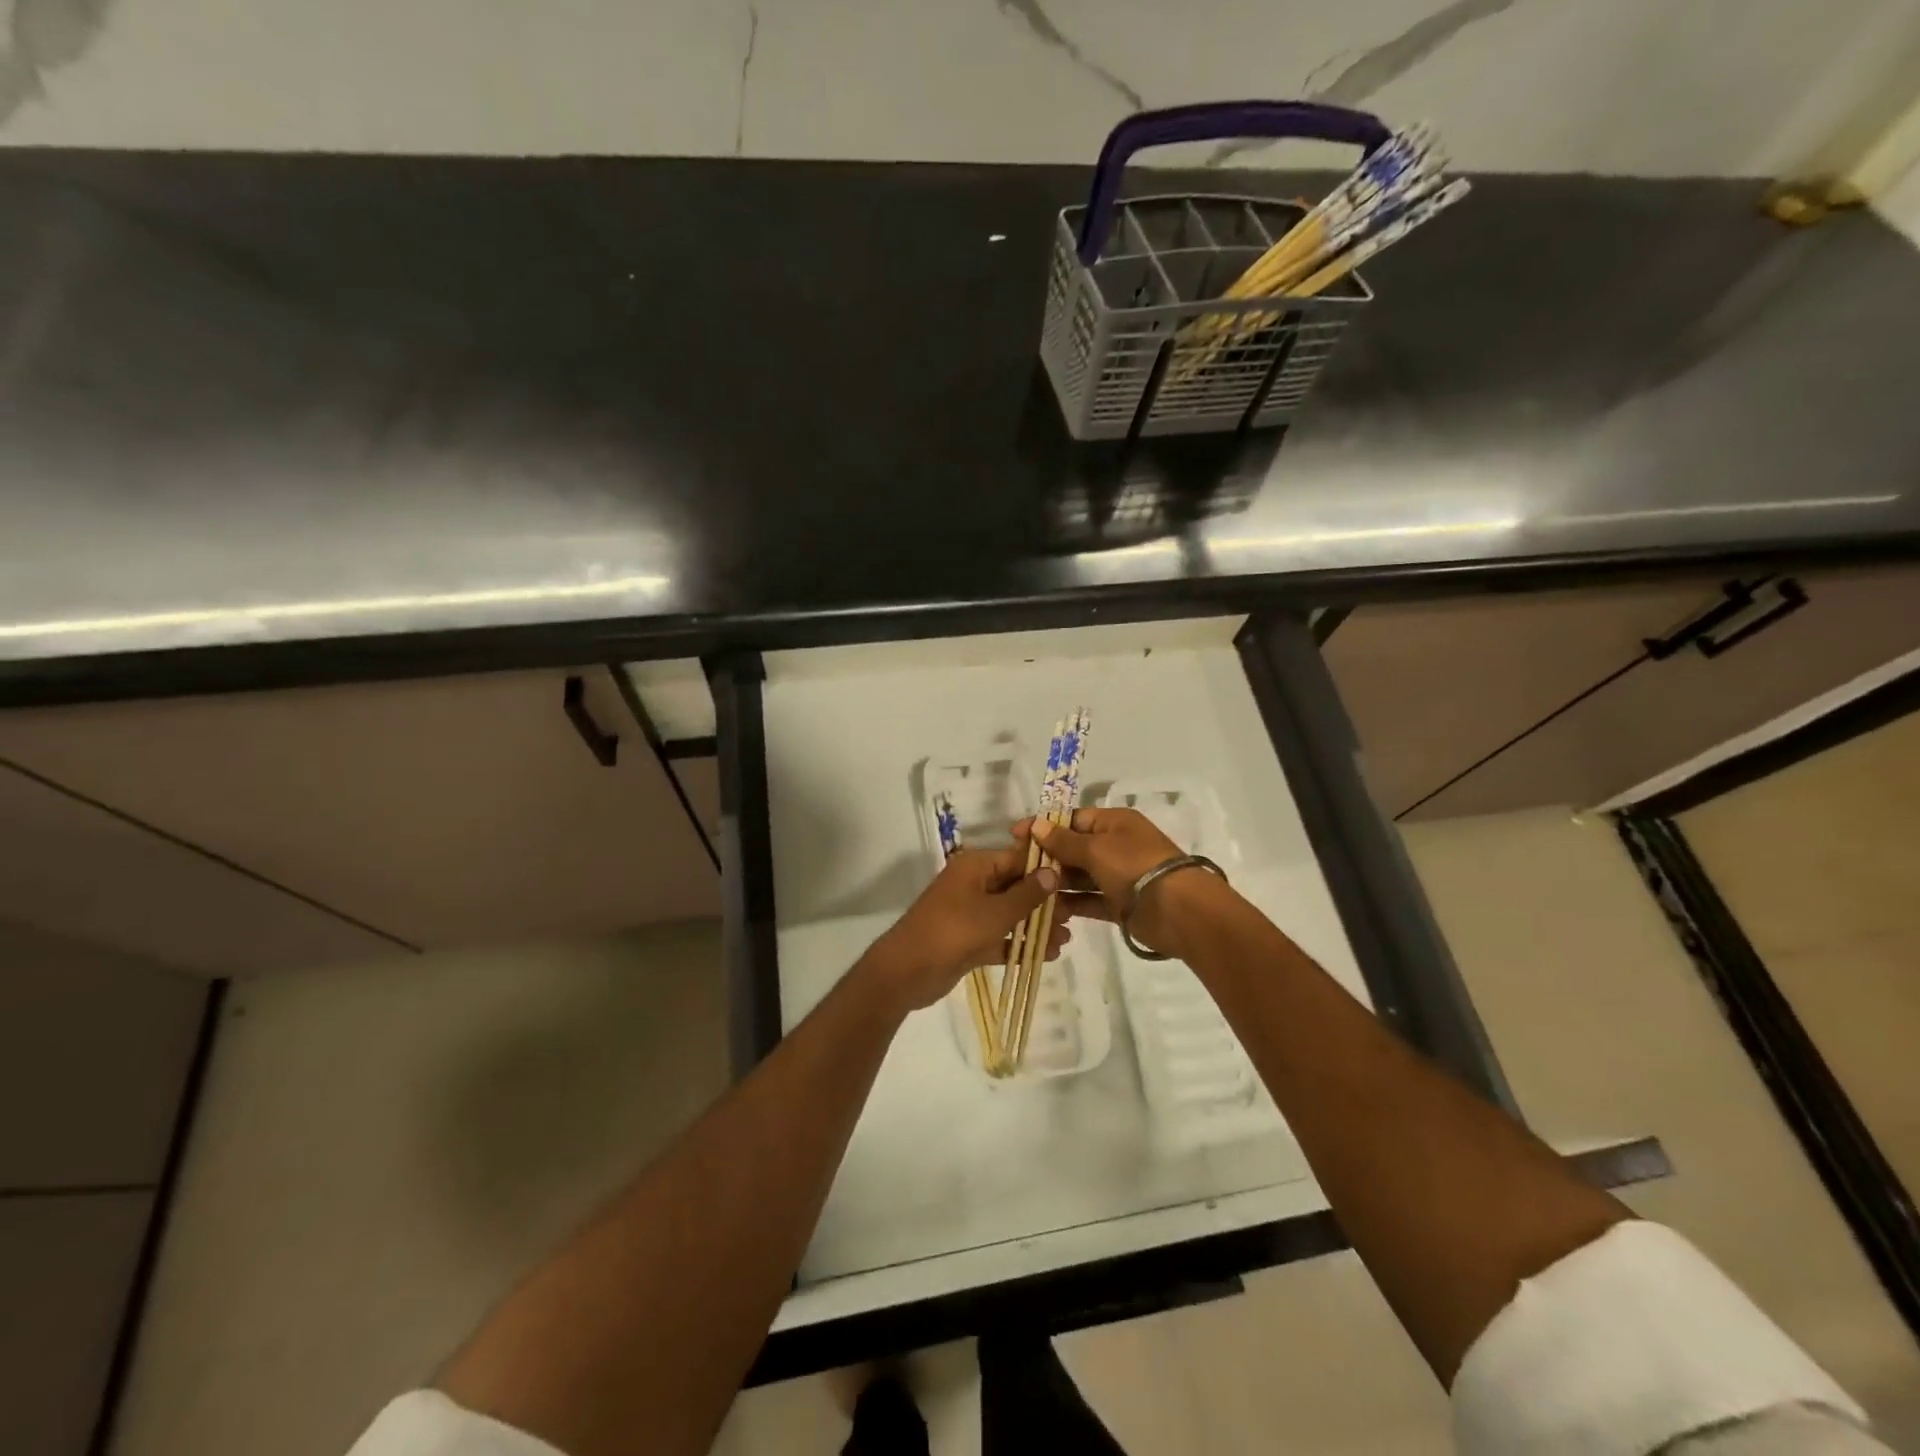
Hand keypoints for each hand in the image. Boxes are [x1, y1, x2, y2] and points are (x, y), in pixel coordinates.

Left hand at [869, 845, 1065, 1009]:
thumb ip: (1027, 894)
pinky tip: (1046, 955)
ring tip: (1065, 940)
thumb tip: (1053, 872)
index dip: (1047, 869)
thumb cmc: (953, 932)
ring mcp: (969, 912)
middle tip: (1074, 917)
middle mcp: (973, 884)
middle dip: (1044, 902)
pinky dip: (1018, 944)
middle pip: (1016, 886)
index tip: (1076, 882)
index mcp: (976, 866)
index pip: (1018, 859)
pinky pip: (999, 936)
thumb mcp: (996, 912)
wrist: (907, 972)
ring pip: (1009, 914)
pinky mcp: (967, 939)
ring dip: (1035, 925)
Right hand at [1022, 807, 1230, 960]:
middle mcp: (1115, 845)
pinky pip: (1088, 900)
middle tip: (1016, 869)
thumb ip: (1064, 840)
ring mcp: (1117, 876)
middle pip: (1073, 848)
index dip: (1044, 827)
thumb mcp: (1096, 848)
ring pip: (1079, 876)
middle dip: (1047, 857)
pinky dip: (1070, 903)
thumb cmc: (1135, 867)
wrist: (1179, 911)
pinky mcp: (1118, 904)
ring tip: (1026, 891)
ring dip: (1056, 882)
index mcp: (1114, 822)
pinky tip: (1046, 908)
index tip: (1015, 836)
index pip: (1072, 819)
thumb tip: (1037, 825)